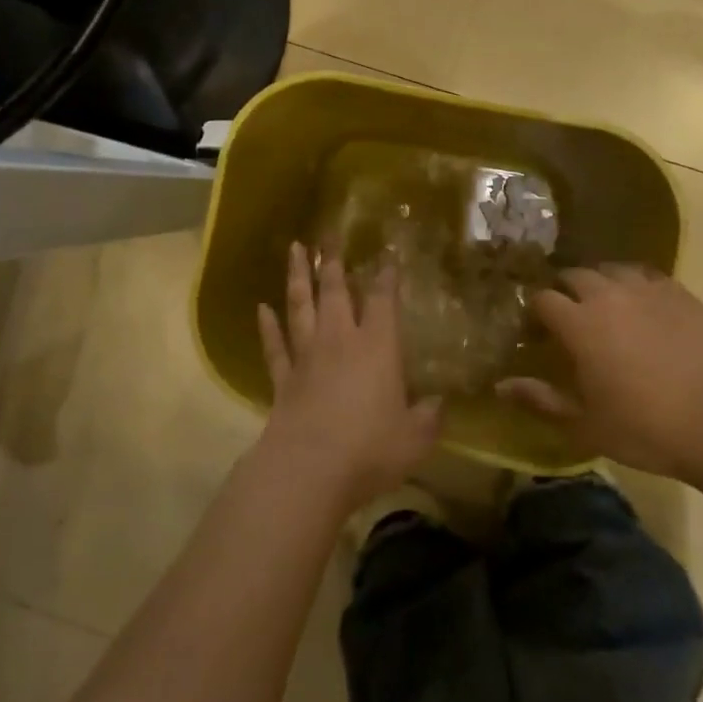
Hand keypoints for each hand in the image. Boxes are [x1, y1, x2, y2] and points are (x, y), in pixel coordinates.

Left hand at [256, 243, 442, 512]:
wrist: (309, 469)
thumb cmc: (370, 449)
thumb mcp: (415, 438)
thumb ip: (429, 417)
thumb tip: (441, 403)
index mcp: (378, 347)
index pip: (384, 300)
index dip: (386, 276)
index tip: (387, 254)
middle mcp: (340, 341)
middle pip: (335, 291)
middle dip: (333, 260)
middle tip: (328, 232)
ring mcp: (307, 357)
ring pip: (301, 306)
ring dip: (298, 277)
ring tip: (295, 249)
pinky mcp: (283, 379)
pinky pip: (274, 346)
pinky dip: (267, 326)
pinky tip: (261, 308)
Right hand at [498, 265, 702, 481]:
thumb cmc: (644, 427)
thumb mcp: (584, 424)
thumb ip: (540, 399)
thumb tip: (500, 385)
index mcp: (579, 323)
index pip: (543, 299)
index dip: (535, 311)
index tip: (536, 330)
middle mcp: (608, 295)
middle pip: (575, 274)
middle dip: (565, 289)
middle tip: (569, 315)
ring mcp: (647, 290)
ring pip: (612, 269)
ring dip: (601, 282)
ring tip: (605, 304)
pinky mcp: (680, 294)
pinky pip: (648, 276)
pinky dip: (636, 285)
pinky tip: (643, 306)